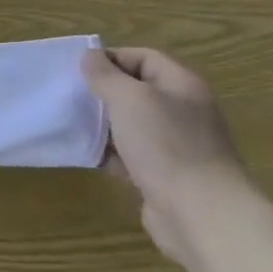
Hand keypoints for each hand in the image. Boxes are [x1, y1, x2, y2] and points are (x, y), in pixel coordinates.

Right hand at [83, 47, 250, 262]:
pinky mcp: (167, 174)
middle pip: (136, 91)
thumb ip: (105, 74)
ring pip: (131, 124)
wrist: (201, 214)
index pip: (142, 57)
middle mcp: (184, 111)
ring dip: (104, 124)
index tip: (77, 71)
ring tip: (74, 125)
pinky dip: (112, 153)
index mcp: (182, 85)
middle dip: (102, 93)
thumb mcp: (128, 98)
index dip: (109, 58)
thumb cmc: (165, 145)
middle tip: (71, 97)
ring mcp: (177, 145)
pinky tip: (91, 156)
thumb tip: (90, 57)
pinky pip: (132, 154)